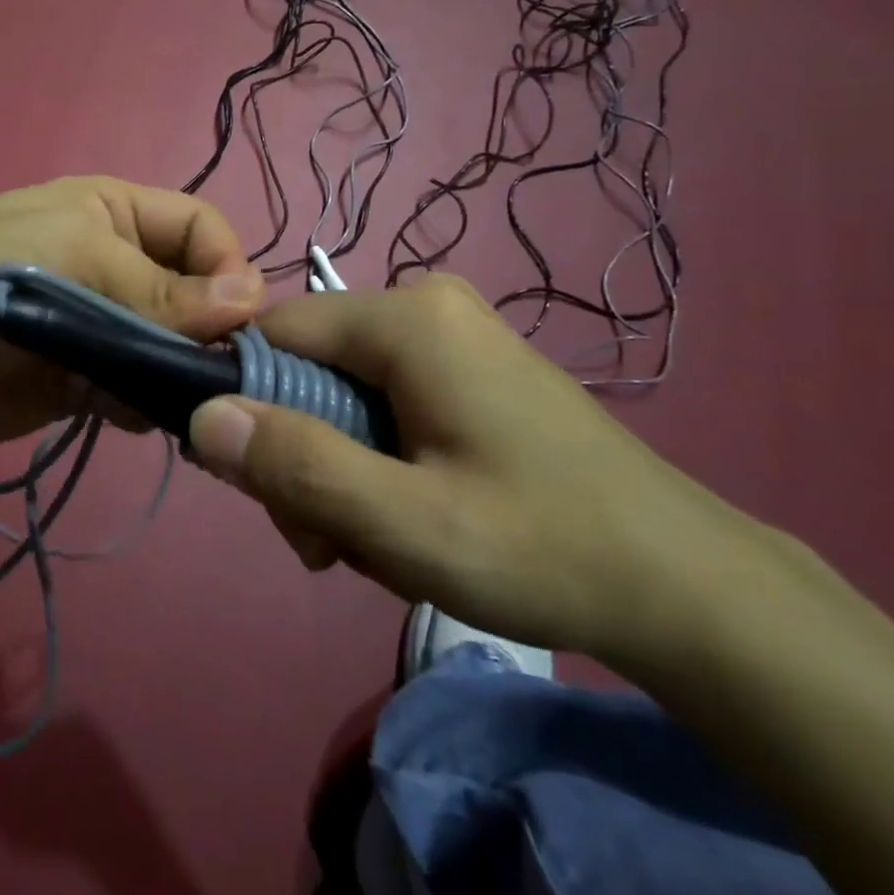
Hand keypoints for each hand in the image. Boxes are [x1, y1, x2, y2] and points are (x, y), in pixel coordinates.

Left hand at [0, 177, 262, 457]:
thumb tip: (251, 299)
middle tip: (221, 374)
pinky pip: (139, 386)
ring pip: (171, 343)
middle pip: (191, 289)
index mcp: (110, 210)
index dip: (226, 264)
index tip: (239, 320)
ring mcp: (99, 324)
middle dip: (208, 327)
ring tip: (183, 402)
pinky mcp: (85, 378)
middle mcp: (112, 262)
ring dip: (181, 370)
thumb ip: (158, 289)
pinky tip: (134, 415)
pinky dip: (147, 402)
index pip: (199, 225)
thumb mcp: (69, 261)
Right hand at [185, 276, 763, 661]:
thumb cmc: (545, 550)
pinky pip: (381, 398)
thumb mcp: (404, 523)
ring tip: (373, 542)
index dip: (250, 405)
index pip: (275, 332)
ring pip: (340, 390)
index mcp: (406, 318)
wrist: (691, 590)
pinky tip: (405, 514)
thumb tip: (202, 417)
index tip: (267, 489)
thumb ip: (298, 466)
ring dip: (335, 465)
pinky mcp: (467, 367)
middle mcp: (424, 304)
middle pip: (307, 367)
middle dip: (302, 453)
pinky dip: (373, 457)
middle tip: (328, 542)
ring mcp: (450, 334)